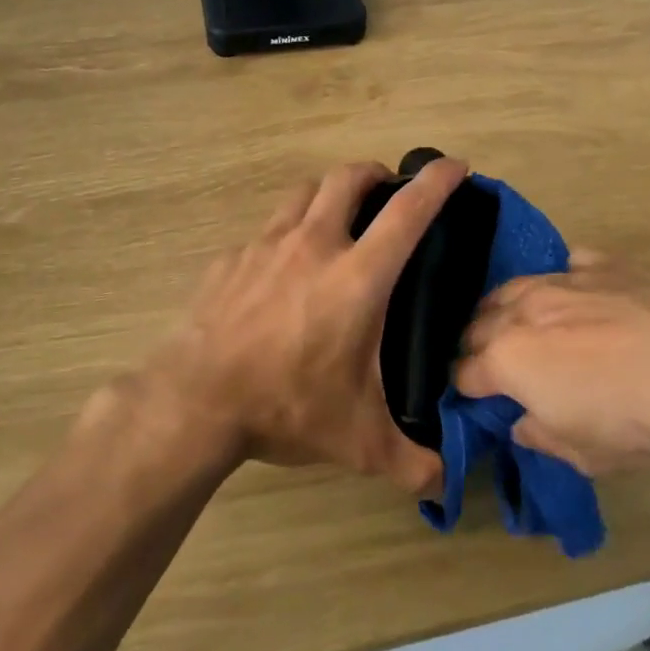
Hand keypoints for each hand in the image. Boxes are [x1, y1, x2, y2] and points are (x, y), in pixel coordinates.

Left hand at [106, 158, 468, 493]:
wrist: (194, 400)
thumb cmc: (286, 406)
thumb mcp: (358, 442)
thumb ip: (412, 464)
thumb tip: (448, 484)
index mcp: (358, 276)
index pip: (408, 211)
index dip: (437, 181)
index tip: (455, 166)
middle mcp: (314, 245)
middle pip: (347, 178)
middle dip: (374, 173)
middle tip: (387, 189)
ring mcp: (266, 245)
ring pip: (304, 193)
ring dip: (328, 194)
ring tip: (337, 217)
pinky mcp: (230, 258)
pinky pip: (266, 230)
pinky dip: (286, 234)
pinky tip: (282, 268)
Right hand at [454, 254, 649, 475]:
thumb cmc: (646, 421)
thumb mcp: (589, 455)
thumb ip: (543, 437)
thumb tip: (522, 423)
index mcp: (508, 361)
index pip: (464, 373)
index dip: (465, 389)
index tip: (476, 401)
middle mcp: (524, 311)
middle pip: (478, 324)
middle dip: (477, 346)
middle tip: (494, 367)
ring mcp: (563, 280)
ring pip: (512, 288)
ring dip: (507, 310)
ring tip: (522, 327)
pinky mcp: (604, 263)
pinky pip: (566, 267)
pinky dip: (561, 284)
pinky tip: (578, 297)